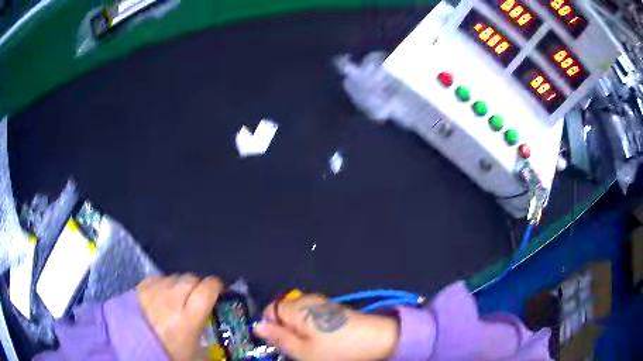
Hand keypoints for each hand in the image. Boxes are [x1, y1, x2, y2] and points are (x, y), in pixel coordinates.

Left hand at [137, 274, 223, 360]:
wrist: (135, 348)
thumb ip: (205, 333)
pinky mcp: (141, 287)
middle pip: (191, 278)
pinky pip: (159, 278)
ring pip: (175, 277)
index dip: (216, 286)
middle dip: (198, 285)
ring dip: (181, 284)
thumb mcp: (195, 351)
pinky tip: (163, 296)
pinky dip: (165, 284)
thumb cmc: (169, 353)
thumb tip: (213, 322)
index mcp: (188, 319)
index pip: (207, 290)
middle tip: (199, 295)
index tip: (219, 289)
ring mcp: (154, 291)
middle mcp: (171, 300)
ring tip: (179, 297)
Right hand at [254, 293, 398, 360]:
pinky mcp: (335, 309)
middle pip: (284, 313)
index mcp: (297, 307)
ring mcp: (323, 303)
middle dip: (286, 330)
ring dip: (299, 331)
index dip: (270, 327)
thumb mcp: (302, 351)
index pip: (269, 310)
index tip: (280, 343)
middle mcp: (308, 299)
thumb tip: (257, 326)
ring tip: (313, 347)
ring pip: (298, 316)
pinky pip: (313, 317)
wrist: (378, 341)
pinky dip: (313, 329)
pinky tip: (324, 340)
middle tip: (298, 348)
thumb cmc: (337, 349)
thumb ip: (278, 338)